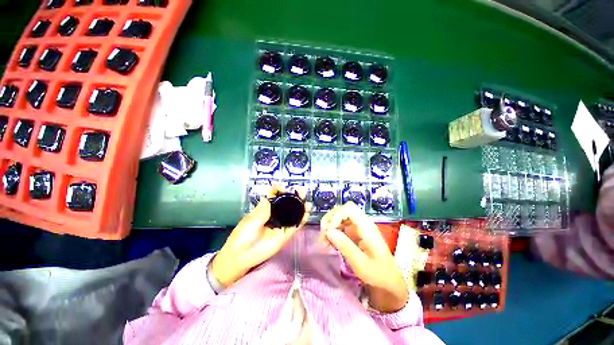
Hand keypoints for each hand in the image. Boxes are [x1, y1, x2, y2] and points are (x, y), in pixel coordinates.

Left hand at [211, 187, 310, 287]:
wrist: (242, 256)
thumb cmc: (243, 236)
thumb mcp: (251, 221)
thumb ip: (262, 211)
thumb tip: (269, 197)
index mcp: (265, 209)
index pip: (274, 196)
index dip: (279, 190)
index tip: (283, 187)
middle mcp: (275, 214)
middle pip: (287, 203)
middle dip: (294, 196)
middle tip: (301, 191)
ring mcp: (281, 224)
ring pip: (293, 213)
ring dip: (301, 207)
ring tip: (307, 201)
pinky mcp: (286, 234)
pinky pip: (296, 225)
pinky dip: (302, 220)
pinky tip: (307, 213)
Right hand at [320, 202, 407, 312]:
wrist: (390, 281)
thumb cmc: (378, 274)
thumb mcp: (361, 263)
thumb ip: (345, 246)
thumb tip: (328, 231)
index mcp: (367, 227)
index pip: (348, 209)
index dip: (336, 216)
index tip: (329, 232)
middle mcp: (362, 222)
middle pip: (342, 210)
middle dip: (330, 220)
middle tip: (323, 237)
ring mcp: (358, 226)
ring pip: (339, 216)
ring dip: (330, 226)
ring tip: (325, 242)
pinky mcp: (355, 232)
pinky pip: (341, 225)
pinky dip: (333, 231)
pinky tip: (330, 243)